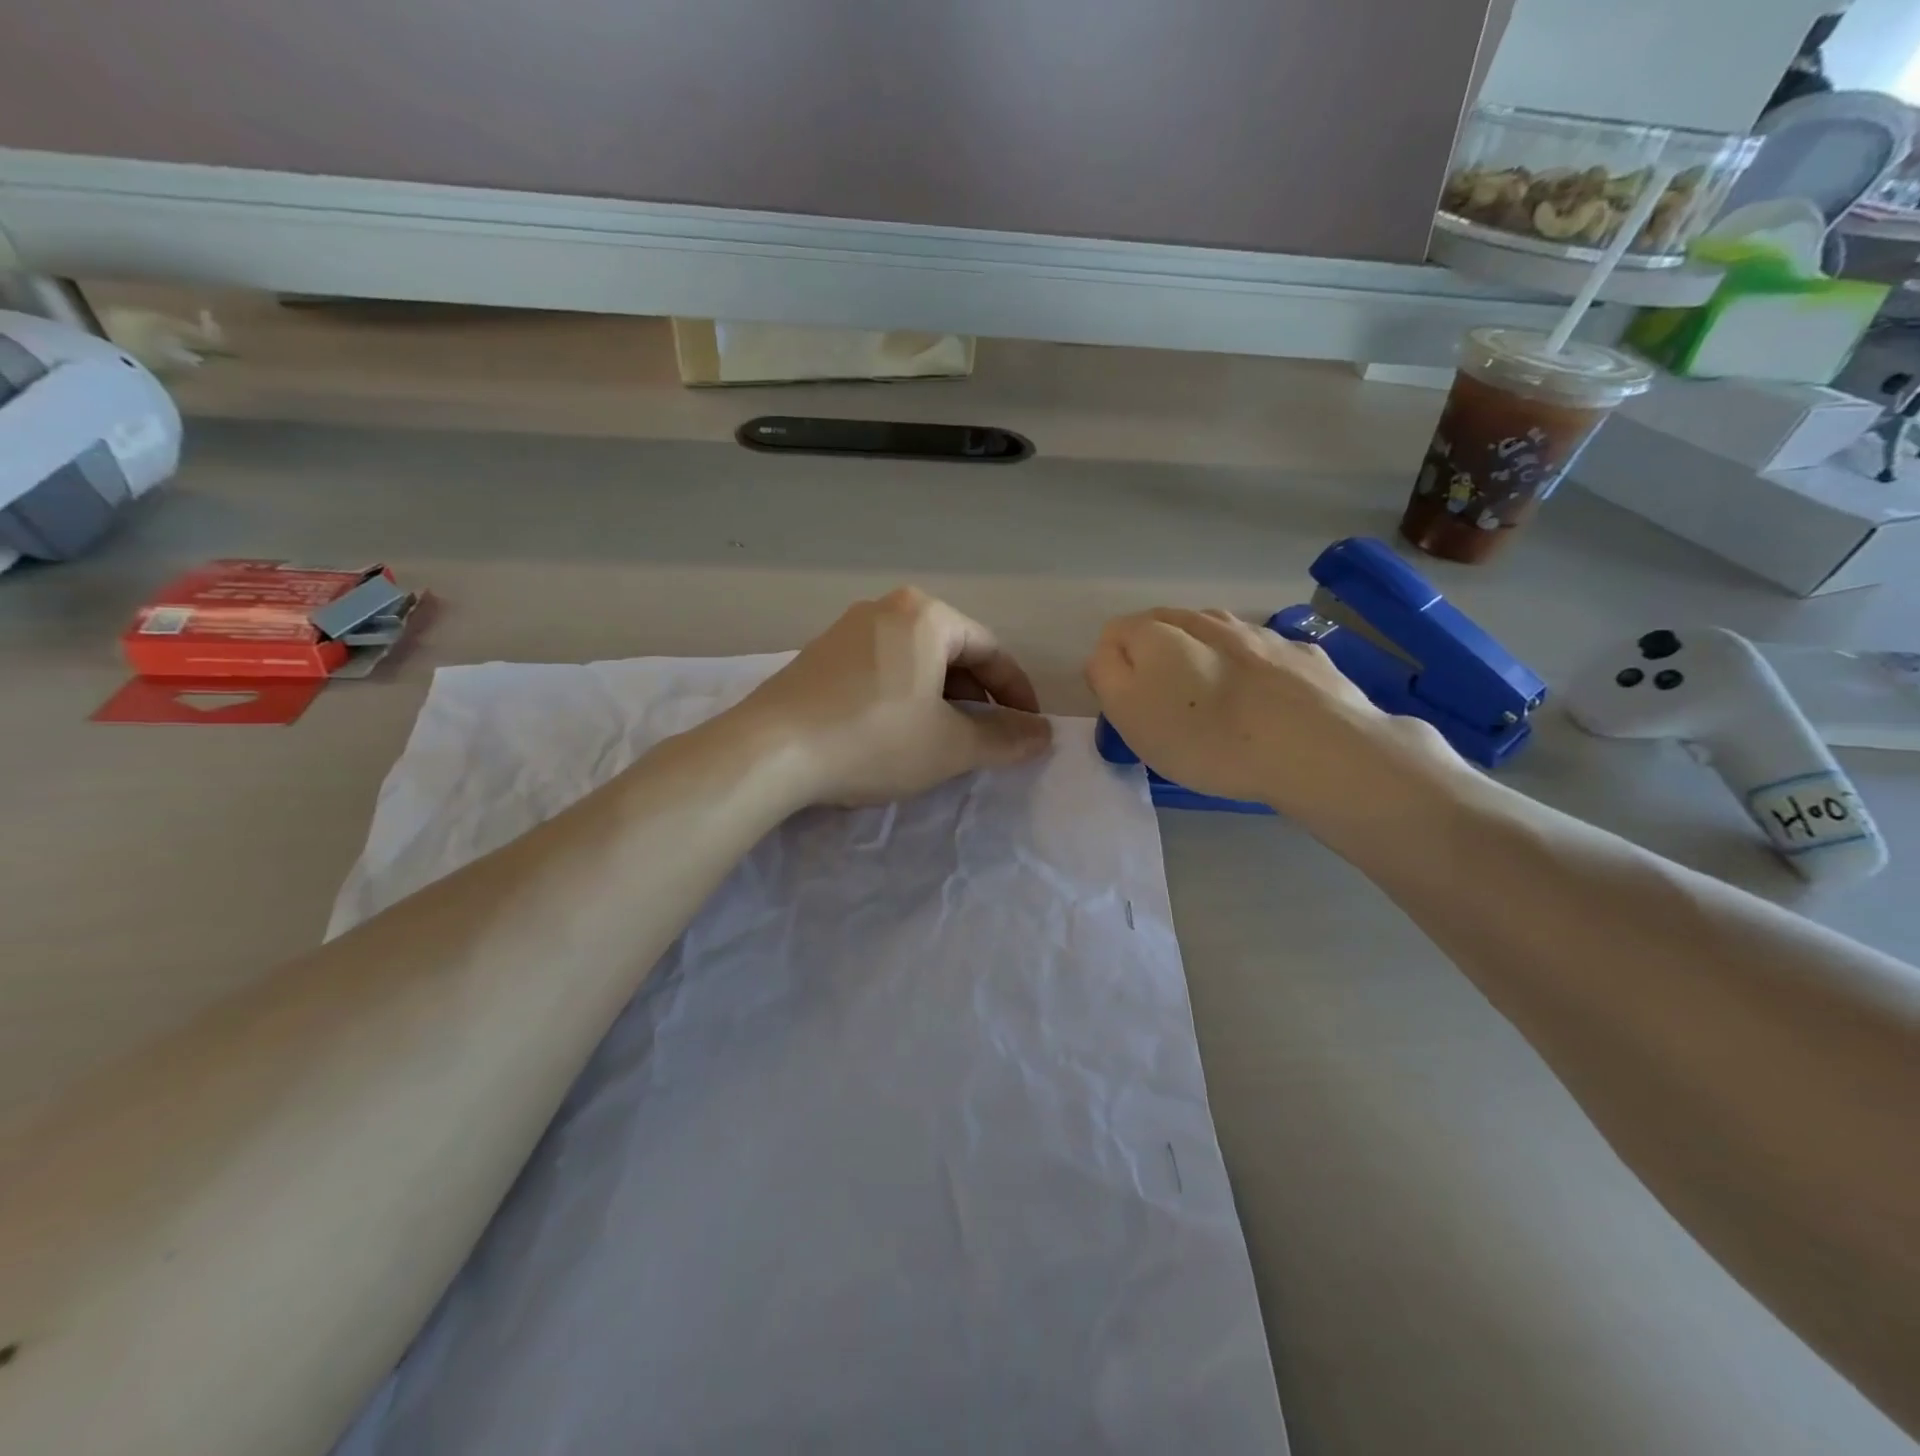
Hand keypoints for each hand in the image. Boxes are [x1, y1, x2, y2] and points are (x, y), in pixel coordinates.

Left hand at [729, 588, 1051, 807]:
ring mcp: (846, 630)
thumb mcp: (949, 746)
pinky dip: (903, 697)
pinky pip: (881, 670)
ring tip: (942, 740)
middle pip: (952, 652)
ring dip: (940, 700)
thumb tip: (1042, 734)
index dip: (1016, 694)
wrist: (769, 752)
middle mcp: (886, 608)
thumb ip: (1004, 738)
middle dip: (976, 698)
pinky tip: (895, 732)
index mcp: (926, 615)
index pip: (991, 650)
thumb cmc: (874, 739)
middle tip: (985, 739)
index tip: (1028, 729)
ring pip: (915, 662)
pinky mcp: (819, 656)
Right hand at [1085, 608, 1457, 820]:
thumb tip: (1108, 654)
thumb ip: (1106, 675)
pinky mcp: (1301, 653)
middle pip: (1166, 628)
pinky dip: (1253, 671)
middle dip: (1157, 658)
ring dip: (1206, 660)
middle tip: (1166, 708)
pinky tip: (1264, 703)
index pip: (1115, 632)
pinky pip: (1263, 655)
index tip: (1128, 708)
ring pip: (1216, 637)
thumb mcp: (1129, 714)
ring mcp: (1258, 631)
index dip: (1113, 669)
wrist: (1314, 747)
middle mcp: (1206, 619)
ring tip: (1215, 704)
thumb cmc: (1205, 737)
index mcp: (1158, 632)